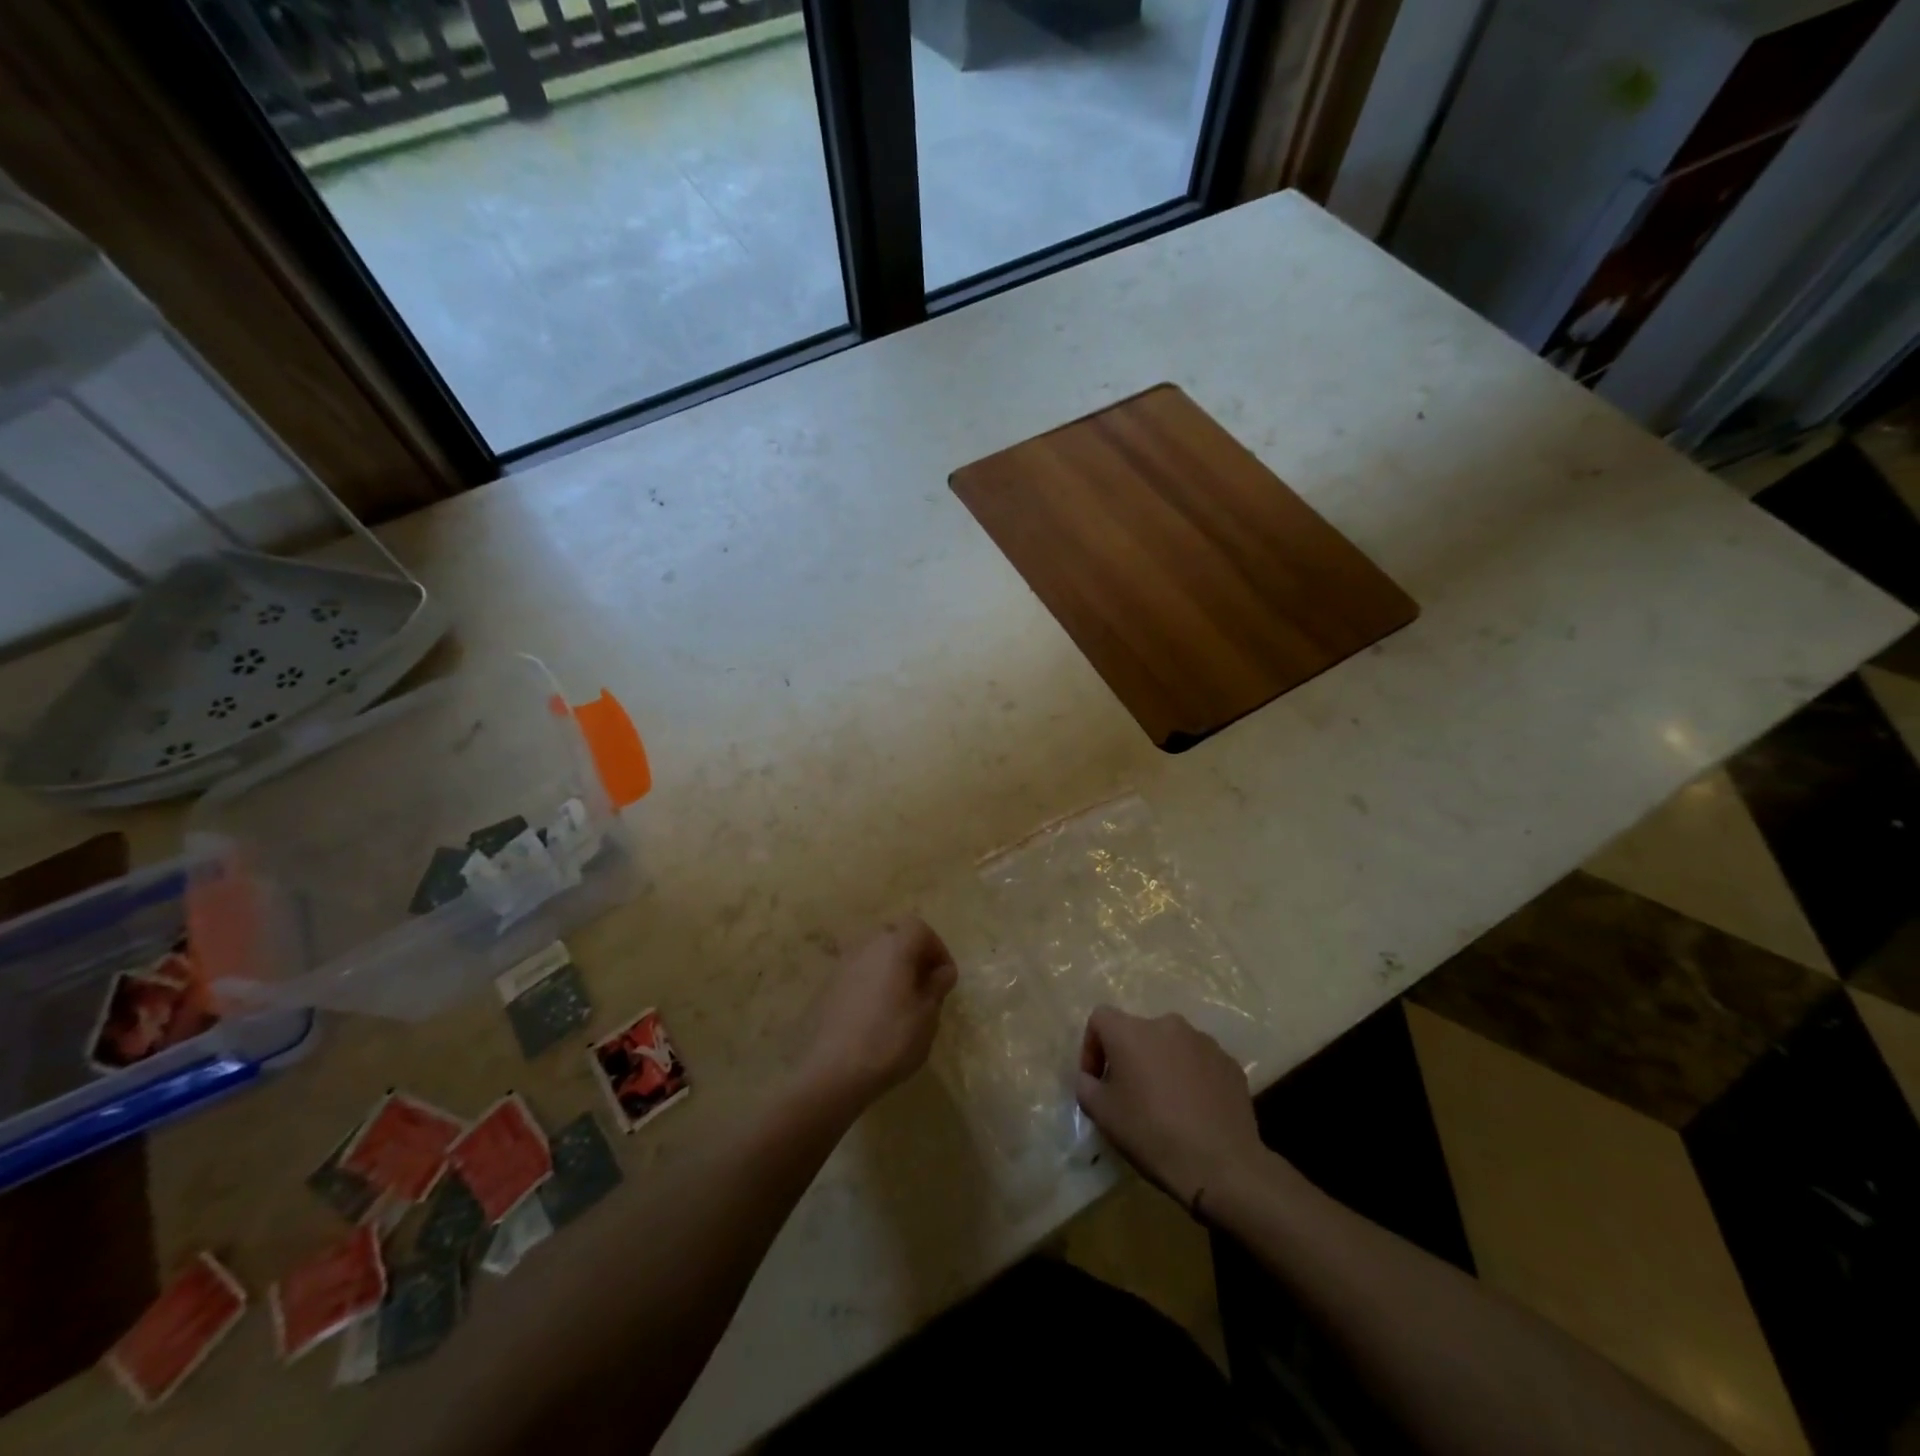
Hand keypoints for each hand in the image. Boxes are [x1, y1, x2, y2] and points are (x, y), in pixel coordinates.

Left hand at [801, 917, 957, 1108]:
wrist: (832, 1072)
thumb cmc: (889, 1040)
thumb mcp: (926, 1017)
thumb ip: (936, 987)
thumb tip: (942, 971)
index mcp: (894, 947)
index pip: (919, 927)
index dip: (937, 948)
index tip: (944, 977)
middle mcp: (866, 946)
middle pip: (894, 936)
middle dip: (913, 956)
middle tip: (925, 987)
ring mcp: (842, 965)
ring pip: (874, 955)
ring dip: (891, 970)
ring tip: (901, 1003)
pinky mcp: (827, 987)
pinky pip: (857, 974)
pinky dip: (871, 984)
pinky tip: (875, 1015)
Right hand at [1076, 1006, 1264, 1216]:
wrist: (1221, 1165)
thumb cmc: (1152, 1134)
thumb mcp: (1102, 1114)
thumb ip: (1086, 1086)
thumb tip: (1091, 1079)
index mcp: (1131, 1031)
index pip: (1100, 1018)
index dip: (1092, 1046)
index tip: (1096, 1080)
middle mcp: (1167, 1024)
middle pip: (1138, 1032)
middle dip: (1129, 1057)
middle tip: (1130, 1094)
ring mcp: (1203, 1041)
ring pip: (1171, 1046)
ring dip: (1162, 1065)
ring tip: (1166, 1103)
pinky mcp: (1229, 1062)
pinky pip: (1199, 1062)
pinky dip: (1191, 1077)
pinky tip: (1194, 1110)